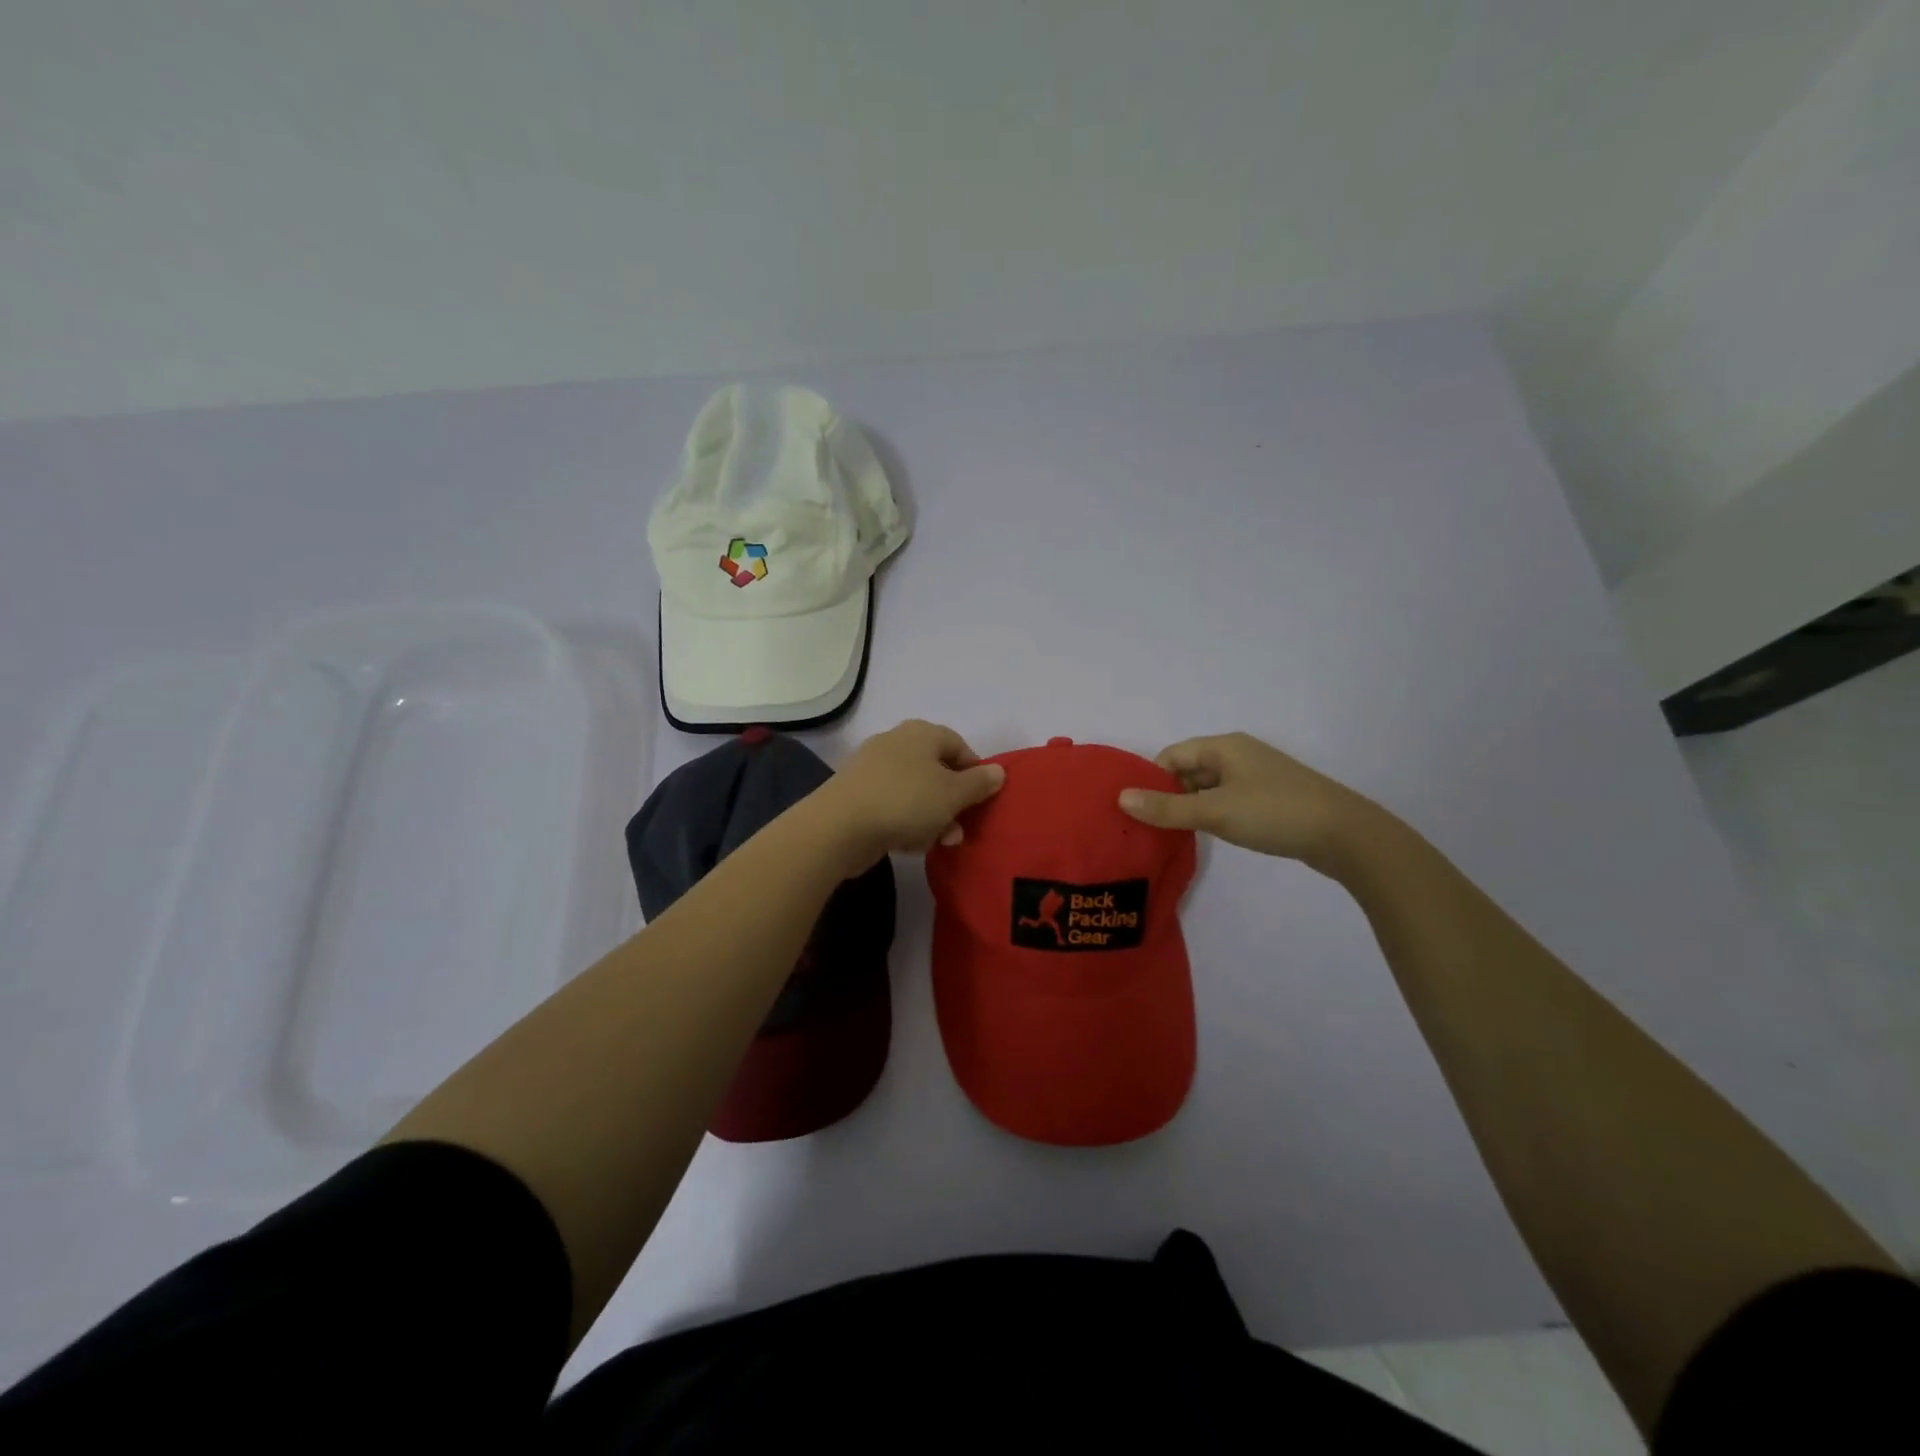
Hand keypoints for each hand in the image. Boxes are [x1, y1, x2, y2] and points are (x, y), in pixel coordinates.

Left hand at [812, 720, 1005, 866]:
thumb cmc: (906, 801)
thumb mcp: (953, 794)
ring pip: (915, 791)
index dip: (974, 773)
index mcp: (922, 733)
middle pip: (936, 770)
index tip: (982, 801)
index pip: (959, 746)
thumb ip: (979, 783)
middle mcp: (896, 742)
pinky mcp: (857, 794)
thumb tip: (998, 771)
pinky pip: (892, 805)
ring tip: (938, 843)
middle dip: (952, 802)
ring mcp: (873, 768)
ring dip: (932, 817)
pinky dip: (905, 822)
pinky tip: (908, 843)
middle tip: (960, 829)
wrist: (840, 826)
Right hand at [1117, 732, 1377, 865]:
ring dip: (1190, 807)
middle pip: (1188, 770)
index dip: (1151, 780)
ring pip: (1208, 787)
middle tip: (1149, 827)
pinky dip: (1212, 814)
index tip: (1136, 810)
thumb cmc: (1275, 813)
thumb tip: (1121, 797)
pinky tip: (1208, 835)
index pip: (1172, 756)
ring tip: (1172, 835)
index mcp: (1224, 746)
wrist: (1346, 835)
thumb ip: (1167, 807)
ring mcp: (1256, 776)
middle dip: (1168, 795)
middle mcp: (1238, 754)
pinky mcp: (1269, 798)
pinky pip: (1227, 800)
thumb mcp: (1215, 811)